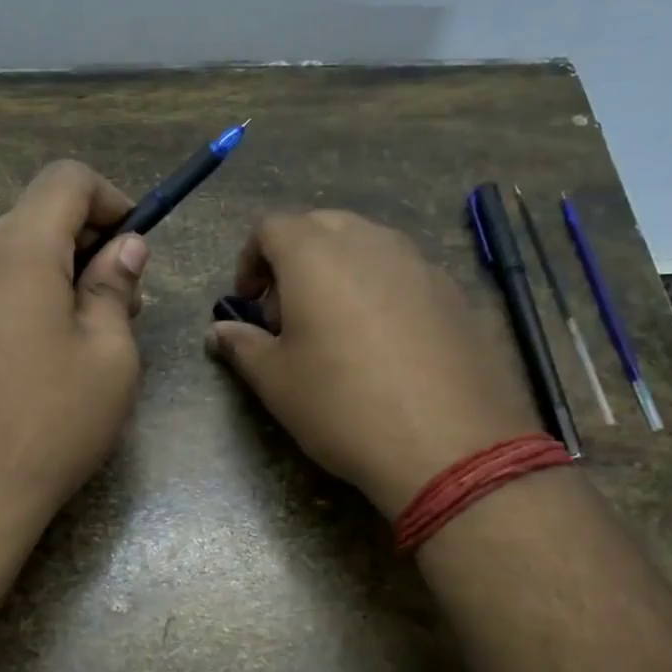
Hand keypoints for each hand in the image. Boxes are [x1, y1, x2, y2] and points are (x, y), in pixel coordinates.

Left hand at [0, 160, 147, 535]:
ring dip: (55, 277)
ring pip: (10, 257)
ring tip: (83, 340)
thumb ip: (115, 288)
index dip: (111, 199)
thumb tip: (124, 248)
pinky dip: (22, 301)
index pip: (66, 179)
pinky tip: (37, 362)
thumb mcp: (109, 357)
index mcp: (17, 251)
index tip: (134, 248)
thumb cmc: (49, 424)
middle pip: (36, 218)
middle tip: (122, 306)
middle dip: (87, 245)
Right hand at [205, 210, 540, 518]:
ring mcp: (419, 264)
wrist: (449, 445)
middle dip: (295, 259)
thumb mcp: (276, 382)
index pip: (271, 228)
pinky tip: (384, 344)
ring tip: (336, 326)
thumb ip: (242, 346)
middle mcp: (369, 243)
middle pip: (321, 227)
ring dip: (340, 270)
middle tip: (288, 313)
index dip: (250, 260)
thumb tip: (218, 332)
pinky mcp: (454, 293)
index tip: (248, 303)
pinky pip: (404, 273)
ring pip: (367, 245)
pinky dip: (380, 289)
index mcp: (316, 255)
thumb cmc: (342, 406)